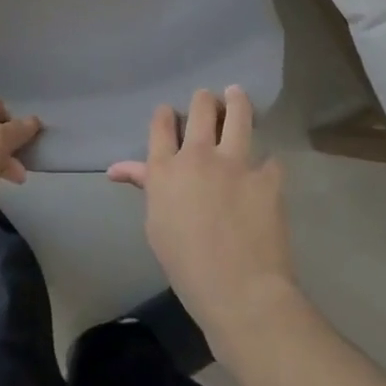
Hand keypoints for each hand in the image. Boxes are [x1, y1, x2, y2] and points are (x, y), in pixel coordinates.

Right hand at [109, 87, 297, 361]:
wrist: (239, 291)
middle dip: (203, 100)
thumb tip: (116, 169)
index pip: (162, 124)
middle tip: (208, 100)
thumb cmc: (187, 267)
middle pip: (200, 108)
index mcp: (165, 170)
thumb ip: (146, 186)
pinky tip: (267, 168)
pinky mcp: (267, 175)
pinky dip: (266, 162)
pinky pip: (269, 157)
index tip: (171, 115)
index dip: (166, 114)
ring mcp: (235, 162)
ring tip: (237, 94)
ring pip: (238, 114)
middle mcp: (198, 156)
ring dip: (237, 101)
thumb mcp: (156, 225)